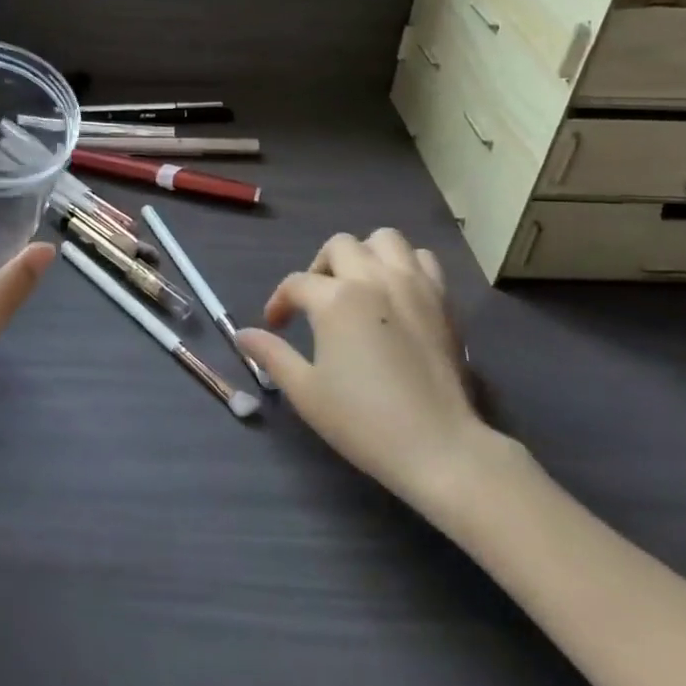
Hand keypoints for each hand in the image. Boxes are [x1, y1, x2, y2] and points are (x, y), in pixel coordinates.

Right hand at [237, 230, 493, 507]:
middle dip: (320, 268)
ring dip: (364, 254)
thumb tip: (242, 335)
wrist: (438, 446)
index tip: (275, 325)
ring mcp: (413, 284)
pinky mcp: (442, 299)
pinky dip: (404, 265)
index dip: (279, 302)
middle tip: (316, 301)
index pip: (296, 284)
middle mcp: (374, 278)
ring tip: (357, 285)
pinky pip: (422, 259)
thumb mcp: (306, 391)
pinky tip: (395, 293)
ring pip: (385, 240)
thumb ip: (272, 355)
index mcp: (336, 299)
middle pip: (339, 246)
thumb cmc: (364, 420)